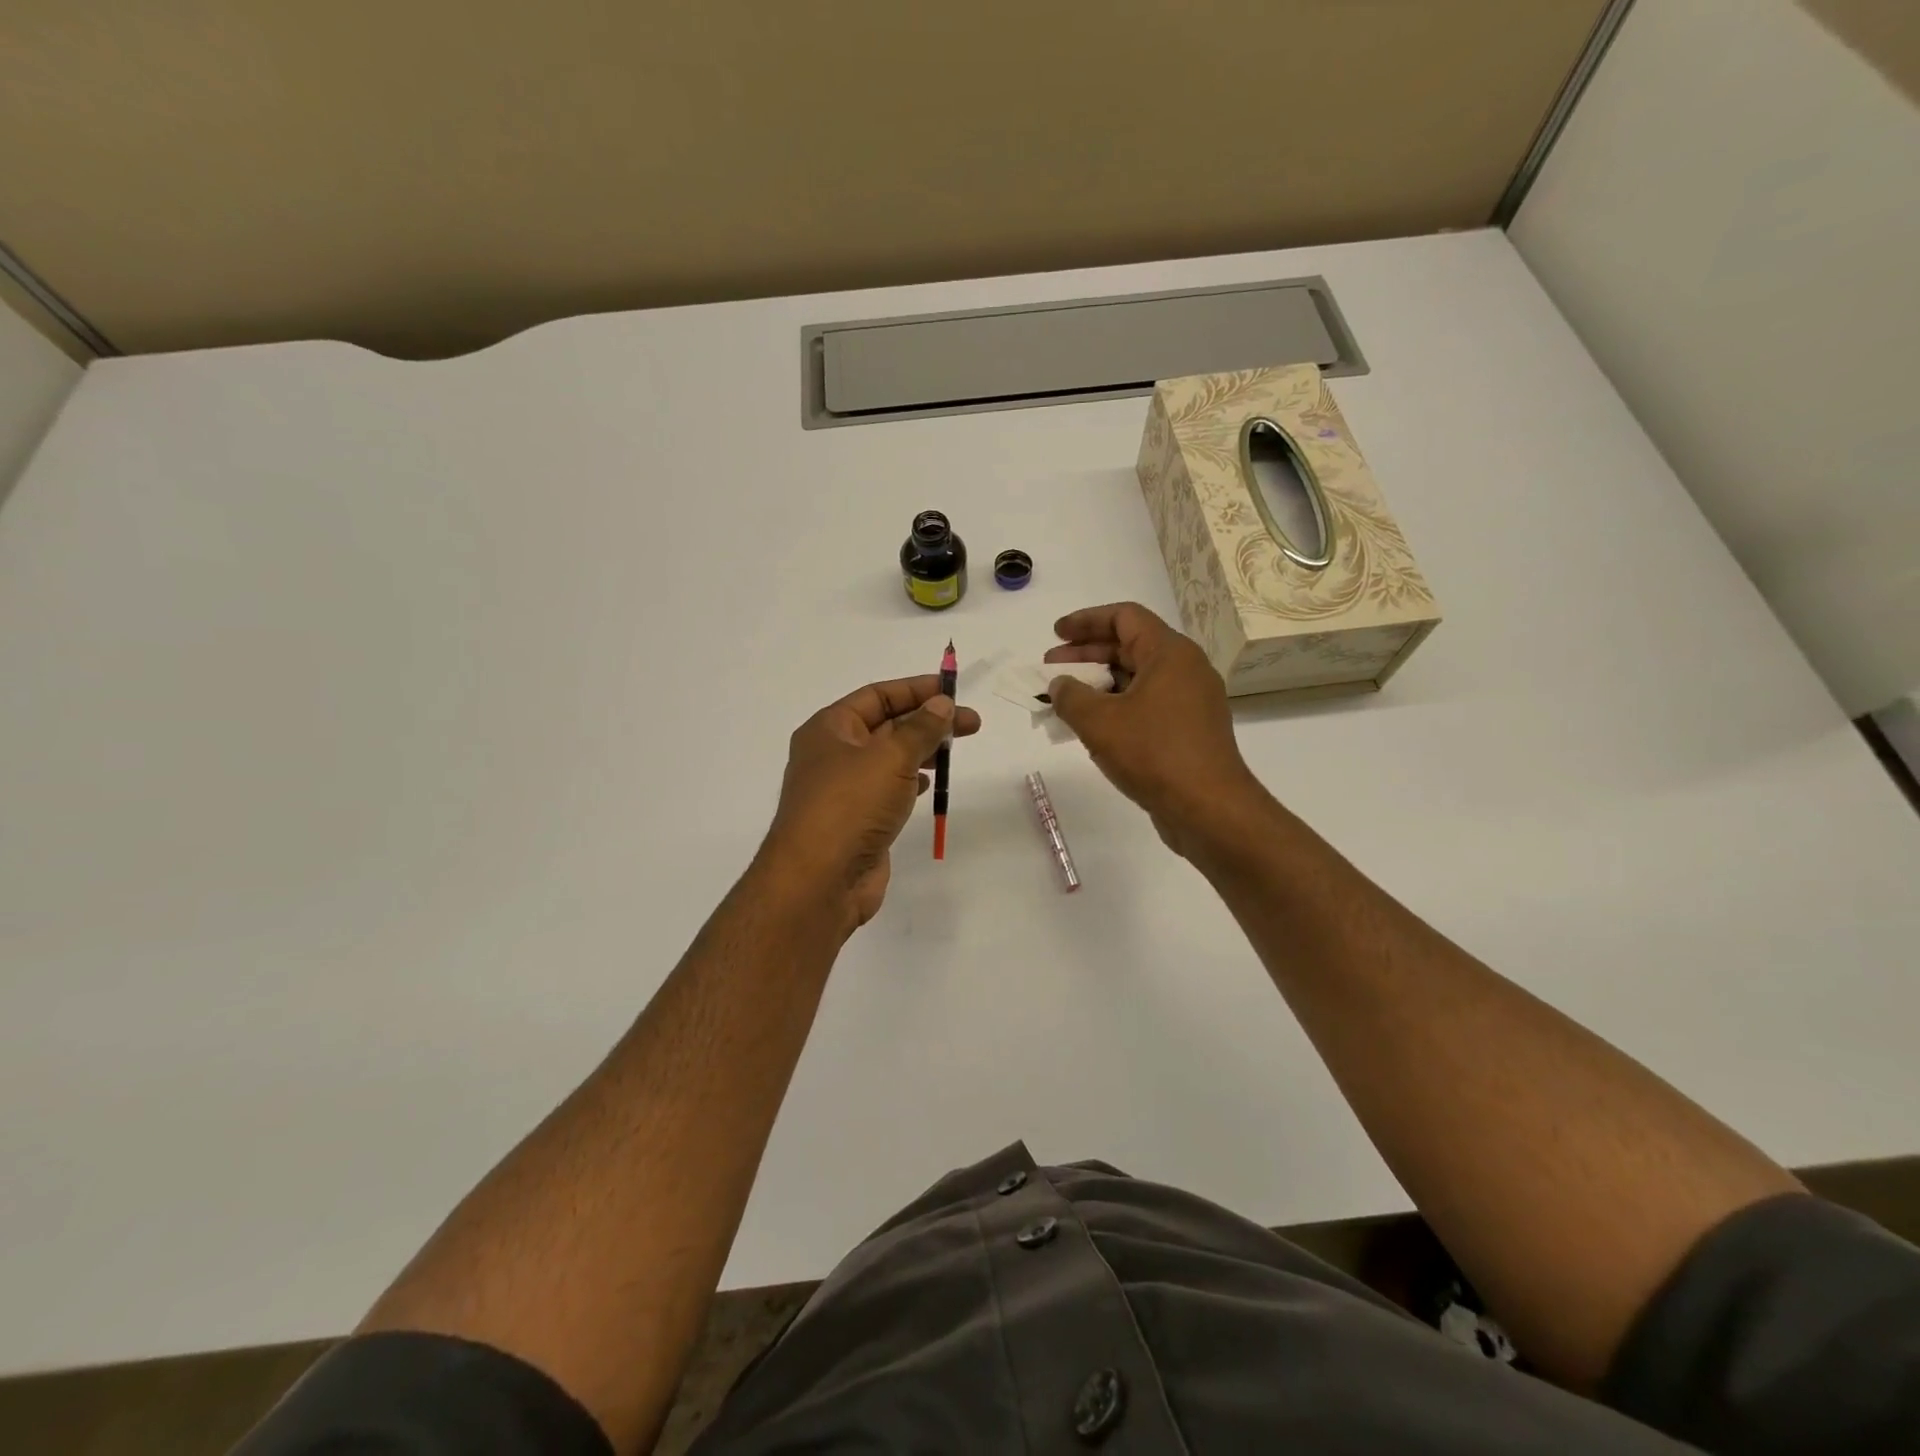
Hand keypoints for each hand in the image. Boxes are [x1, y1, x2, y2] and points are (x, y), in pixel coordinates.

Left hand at [761, 675, 981, 930]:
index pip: (877, 695)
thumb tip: (942, 704)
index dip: (916, 690)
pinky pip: (886, 789)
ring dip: (921, 751)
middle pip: (885, 725)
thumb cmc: (850, 806)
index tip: (953, 691)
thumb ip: (921, 728)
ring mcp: (843, 790)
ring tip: (954, 751)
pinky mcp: (856, 820)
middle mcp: (832, 754)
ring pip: (888, 759)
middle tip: (970, 724)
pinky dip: (909, 781)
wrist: (820, 881)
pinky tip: (929, 784)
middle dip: (926, 722)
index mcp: (829, 728)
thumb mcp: (891, 757)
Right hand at [1046, 603, 1259, 856]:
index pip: (1125, 617)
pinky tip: (1092, 728)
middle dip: (1086, 655)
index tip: (1056, 635)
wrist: (1209, 808)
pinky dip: (1117, 708)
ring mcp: (1191, 702)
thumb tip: (1059, 685)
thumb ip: (1071, 696)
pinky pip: (1147, 705)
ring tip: (1065, 701)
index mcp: (1170, 653)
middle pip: (1130, 646)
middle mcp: (1185, 669)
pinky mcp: (1189, 731)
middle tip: (1051, 669)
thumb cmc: (1153, 754)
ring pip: (1138, 679)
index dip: (1086, 621)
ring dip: (1099, 685)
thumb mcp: (1099, 722)